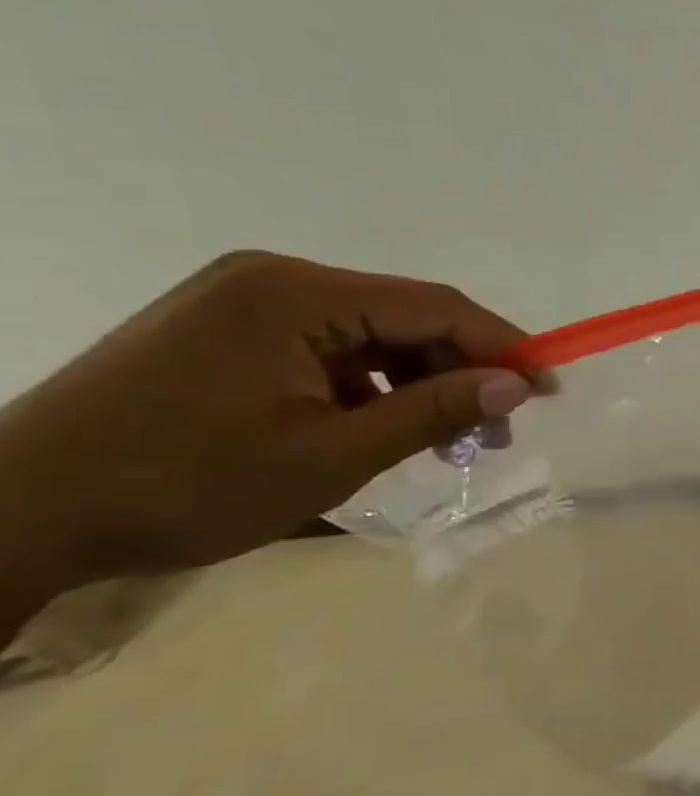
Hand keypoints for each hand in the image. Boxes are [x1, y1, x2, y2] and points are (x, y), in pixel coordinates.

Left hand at [0, 251, 542, 617]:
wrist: (13, 515)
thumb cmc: (182, 485)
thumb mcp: (331, 455)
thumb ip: (435, 412)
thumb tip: (520, 386)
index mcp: (295, 294)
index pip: (434, 306)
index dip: (503, 346)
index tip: (550, 389)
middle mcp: (274, 279)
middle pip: (406, 317)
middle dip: (462, 371)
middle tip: (498, 431)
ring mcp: (246, 302)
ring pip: (373, 335)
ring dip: (421, 383)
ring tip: (451, 439)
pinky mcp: (229, 331)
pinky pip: (332, 348)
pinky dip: (373, 387)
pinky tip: (388, 427)